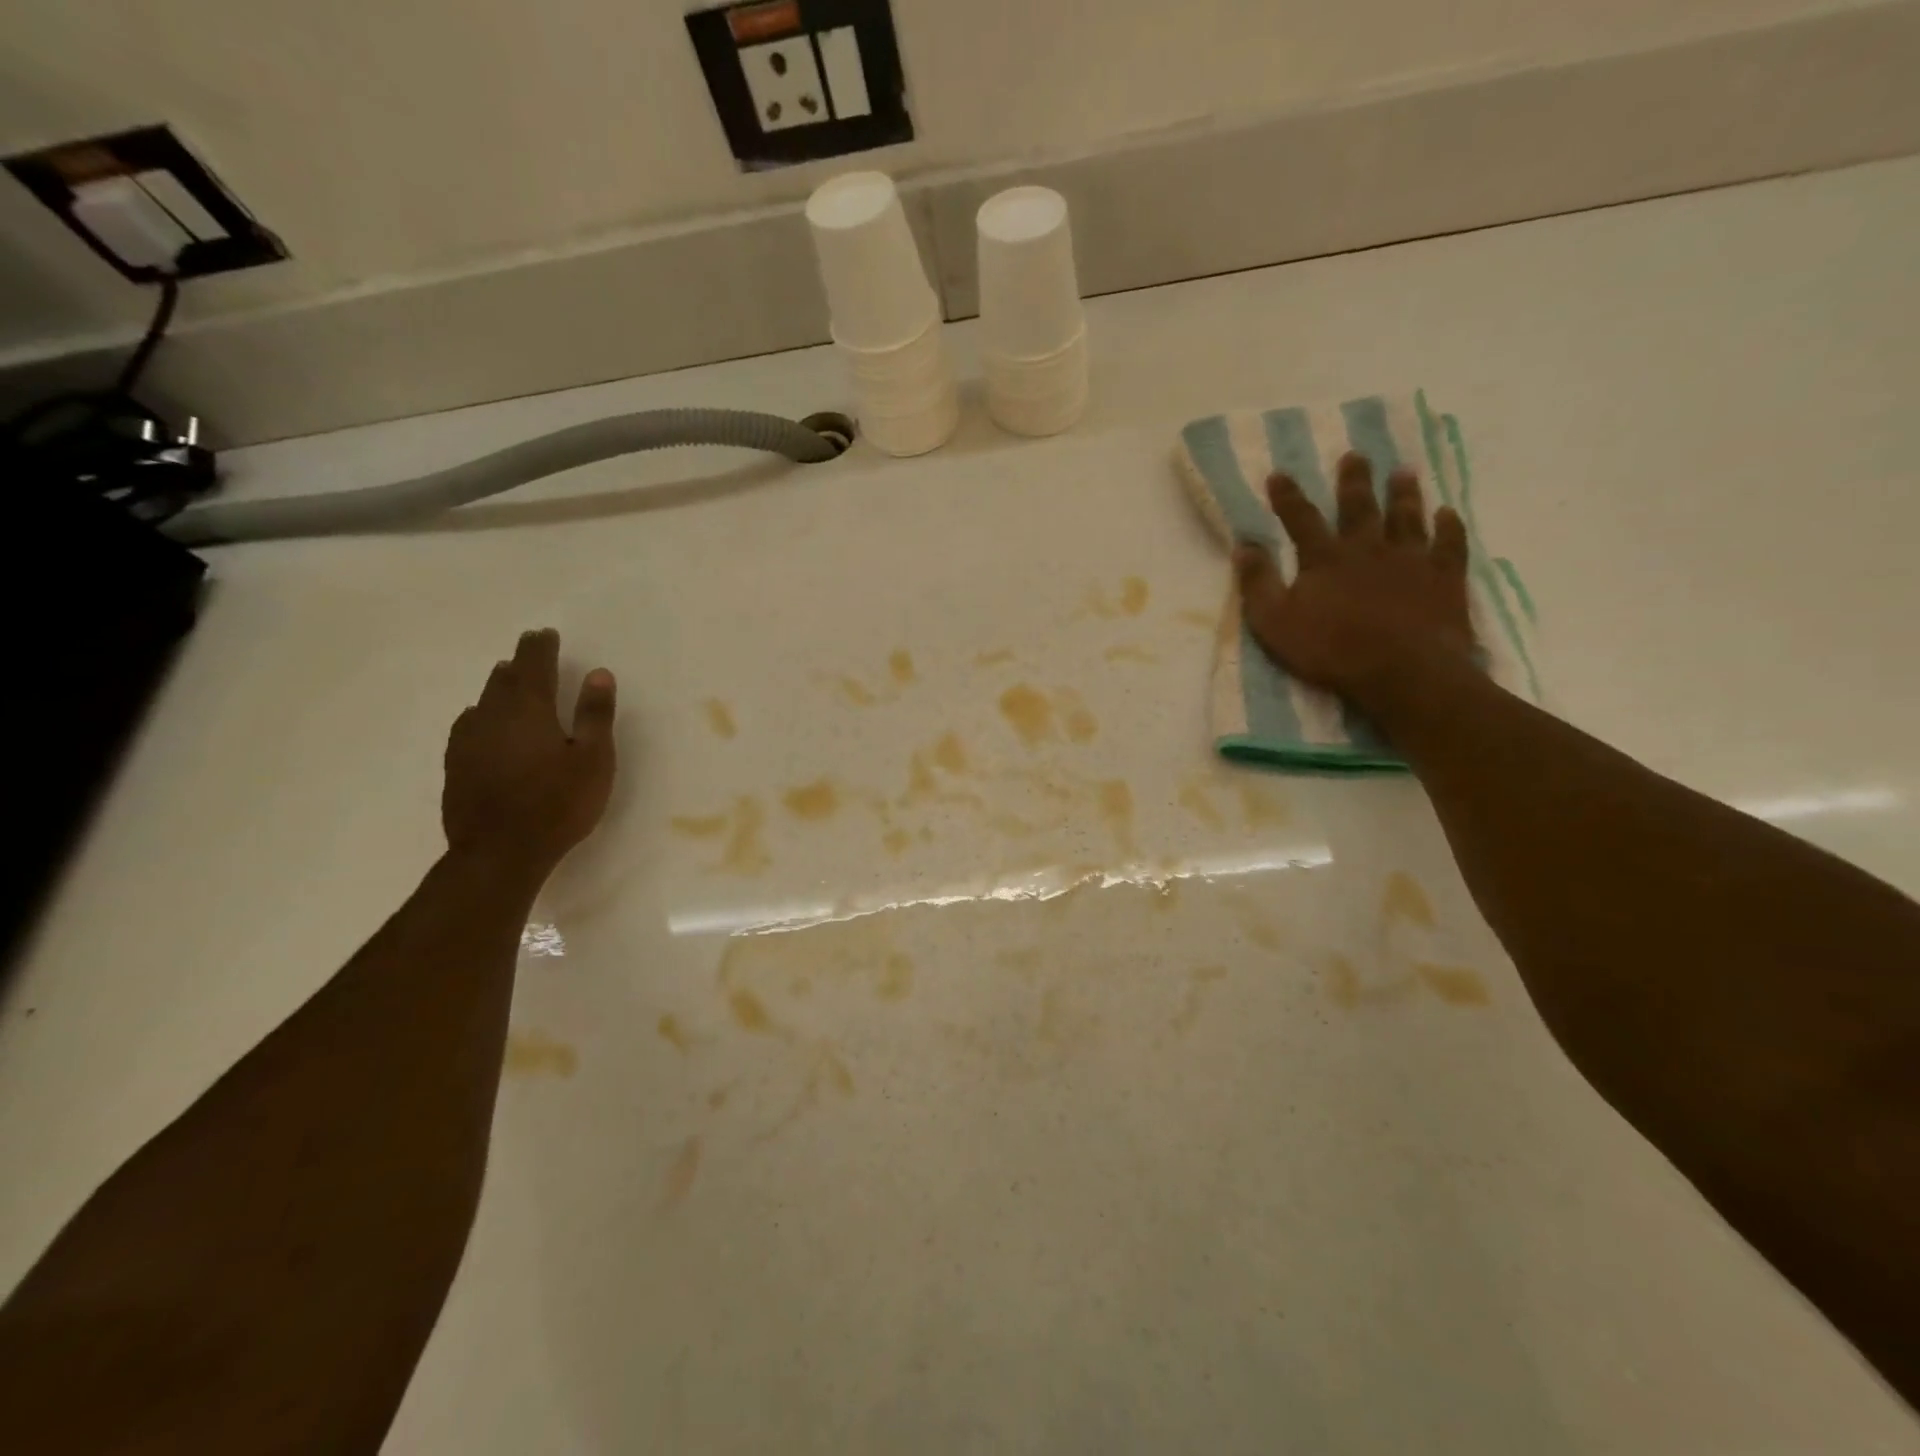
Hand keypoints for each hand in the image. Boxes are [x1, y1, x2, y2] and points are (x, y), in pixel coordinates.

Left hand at [442, 629, 616, 880]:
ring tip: (507, 676)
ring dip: (498, 684)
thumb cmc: (558, 803)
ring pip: (483, 700)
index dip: (541, 647)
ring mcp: (469, 741)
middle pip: (505, 679)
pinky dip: (479, 714)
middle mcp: (494, 717)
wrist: (500, 852)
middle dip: (520, 661)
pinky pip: (467, 726)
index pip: (535, 666)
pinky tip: (479, 720)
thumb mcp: (593, 759)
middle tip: (530, 647)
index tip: (546, 633)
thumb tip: (598, 673)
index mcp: (530, 710)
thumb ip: (595, 715)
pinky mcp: (457, 766)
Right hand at [1232, 452, 1474, 710]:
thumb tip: (1244, 547)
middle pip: (1359, 507)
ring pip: (1407, 517)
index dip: (1287, 497)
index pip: (1301, 519)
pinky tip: (1448, 513)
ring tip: (1404, 472)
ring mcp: (1410, 560)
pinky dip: (1448, 526)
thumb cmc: (1330, 650)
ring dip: (1404, 494)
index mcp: (1324, 559)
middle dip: (1354, 481)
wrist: (1402, 671)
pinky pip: (1448, 544)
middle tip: (1355, 455)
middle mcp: (1368, 548)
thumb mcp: (1275, 623)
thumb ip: (1258, 584)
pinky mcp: (1444, 577)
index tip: (1279, 474)